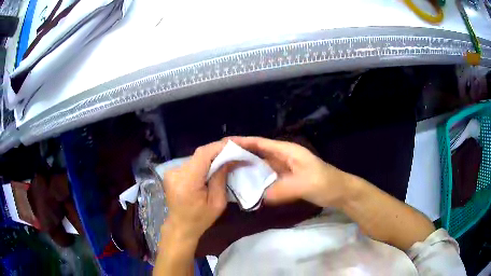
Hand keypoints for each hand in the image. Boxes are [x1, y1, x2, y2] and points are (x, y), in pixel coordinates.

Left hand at [162, 141, 230, 242]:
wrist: (180, 226)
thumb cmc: (200, 219)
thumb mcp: (217, 202)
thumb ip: (221, 178)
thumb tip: (229, 159)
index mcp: (187, 181)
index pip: (203, 155)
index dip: (219, 147)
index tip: (235, 145)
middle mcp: (176, 172)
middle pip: (199, 154)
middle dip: (218, 151)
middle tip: (234, 152)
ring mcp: (171, 171)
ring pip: (196, 157)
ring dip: (211, 157)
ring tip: (225, 159)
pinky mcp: (171, 172)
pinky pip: (191, 162)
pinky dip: (203, 162)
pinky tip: (211, 167)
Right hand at [231, 136, 347, 207]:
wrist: (339, 192)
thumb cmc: (325, 183)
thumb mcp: (304, 185)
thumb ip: (281, 190)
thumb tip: (259, 196)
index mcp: (287, 151)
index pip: (261, 143)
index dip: (243, 141)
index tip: (224, 143)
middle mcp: (283, 157)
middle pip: (258, 153)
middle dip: (241, 155)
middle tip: (221, 160)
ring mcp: (284, 169)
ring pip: (261, 166)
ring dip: (247, 168)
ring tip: (228, 173)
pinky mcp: (286, 179)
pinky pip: (267, 178)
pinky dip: (257, 180)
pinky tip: (246, 186)